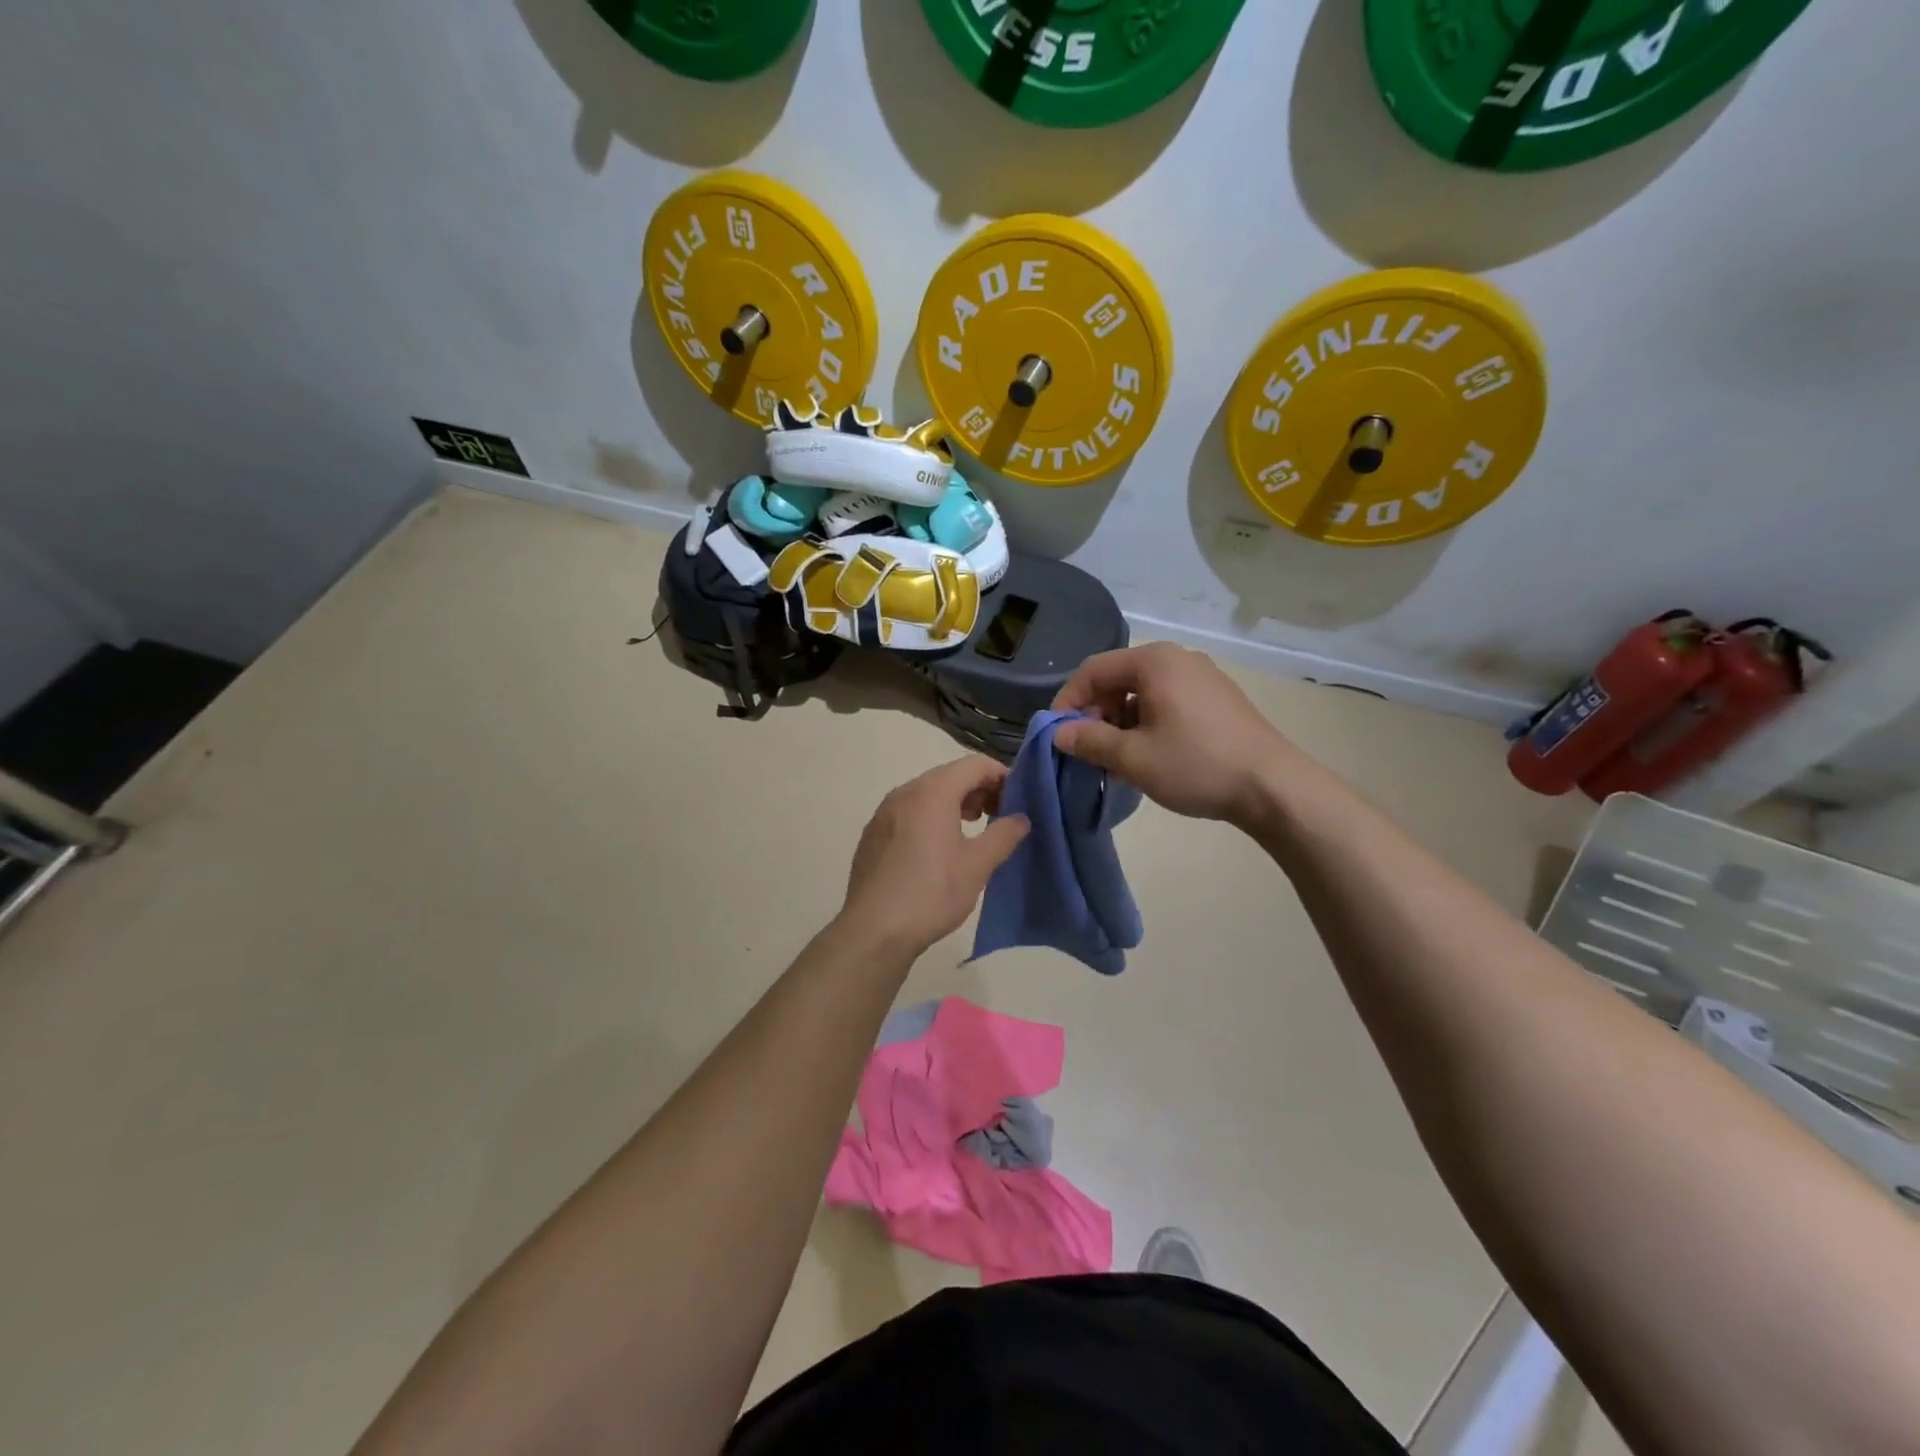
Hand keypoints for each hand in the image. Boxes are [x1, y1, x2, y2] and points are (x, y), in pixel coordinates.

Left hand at [838, 757, 1030, 955]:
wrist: (874, 929)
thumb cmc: (932, 892)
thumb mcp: (978, 865)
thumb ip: (1004, 834)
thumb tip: (1021, 818)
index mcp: (933, 791)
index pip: (975, 764)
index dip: (1001, 776)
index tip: (1018, 799)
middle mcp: (905, 792)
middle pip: (950, 776)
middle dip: (978, 790)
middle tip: (999, 816)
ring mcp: (884, 812)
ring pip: (927, 794)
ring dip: (954, 804)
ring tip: (972, 830)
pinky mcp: (873, 834)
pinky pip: (909, 812)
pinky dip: (930, 817)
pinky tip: (938, 849)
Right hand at [1052, 643, 1307, 825]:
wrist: (1272, 786)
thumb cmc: (1196, 765)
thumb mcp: (1133, 758)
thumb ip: (1090, 740)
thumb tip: (1059, 733)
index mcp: (1154, 662)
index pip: (1093, 670)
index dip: (1068, 700)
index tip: (1058, 734)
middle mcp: (1178, 658)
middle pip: (1118, 677)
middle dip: (1096, 711)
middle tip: (1088, 748)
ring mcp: (1202, 676)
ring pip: (1143, 691)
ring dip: (1120, 720)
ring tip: (1117, 757)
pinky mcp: (1217, 697)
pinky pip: (1167, 699)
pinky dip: (1147, 721)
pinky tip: (1150, 753)